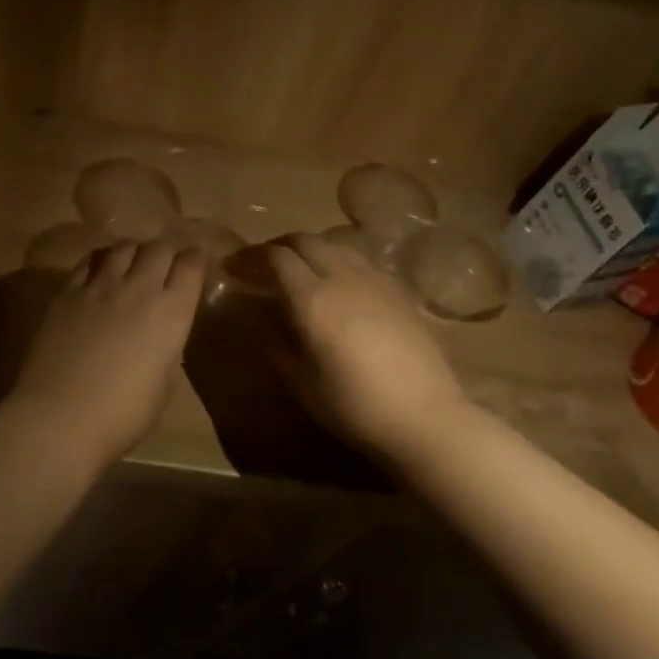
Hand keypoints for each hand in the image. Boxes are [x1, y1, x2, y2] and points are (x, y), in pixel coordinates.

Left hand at [7, 240, 205, 466]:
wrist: (60, 418)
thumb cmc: (122, 415)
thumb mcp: (163, 385)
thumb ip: (167, 348)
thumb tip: (162, 334)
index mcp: (171, 312)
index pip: (191, 265)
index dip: (197, 260)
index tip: (197, 265)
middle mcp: (138, 288)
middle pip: (159, 248)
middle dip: (168, 252)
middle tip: (166, 266)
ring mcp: (99, 286)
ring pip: (123, 247)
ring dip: (134, 252)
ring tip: (133, 264)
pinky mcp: (66, 292)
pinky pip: (89, 261)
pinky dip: (101, 261)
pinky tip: (100, 273)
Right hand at [265, 233, 471, 463]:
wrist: (424, 418)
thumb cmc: (353, 406)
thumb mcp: (300, 380)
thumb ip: (273, 340)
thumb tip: (255, 313)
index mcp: (313, 298)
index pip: (276, 257)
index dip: (251, 256)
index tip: (234, 267)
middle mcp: (343, 277)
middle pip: (306, 241)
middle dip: (279, 246)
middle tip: (263, 265)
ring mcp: (376, 280)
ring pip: (337, 245)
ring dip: (311, 249)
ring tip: (300, 270)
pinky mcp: (400, 291)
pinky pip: (362, 260)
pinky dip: (340, 260)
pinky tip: (340, 284)